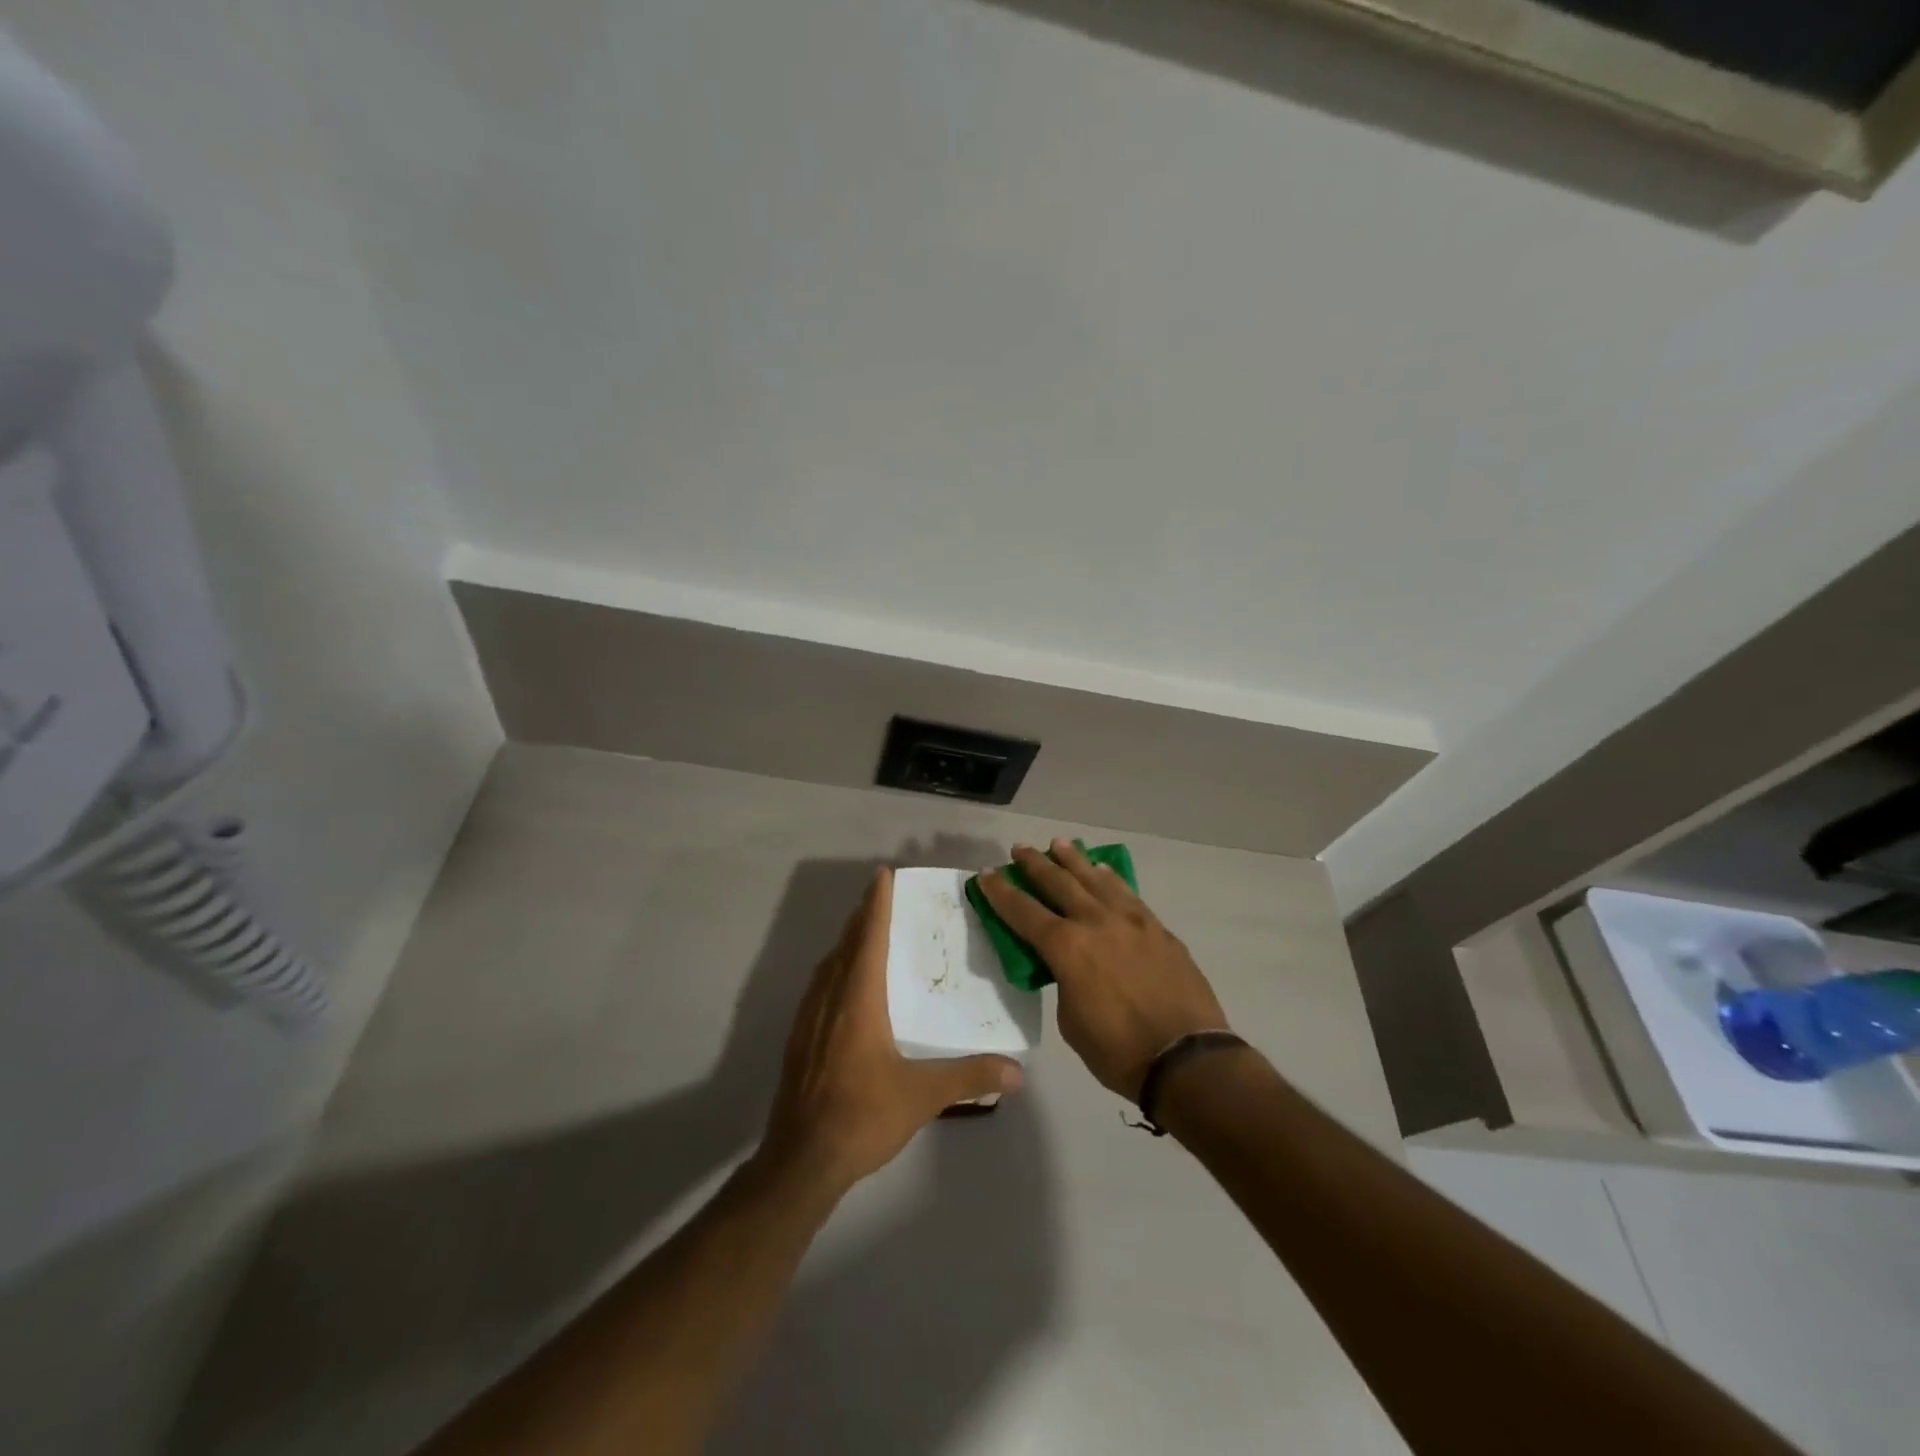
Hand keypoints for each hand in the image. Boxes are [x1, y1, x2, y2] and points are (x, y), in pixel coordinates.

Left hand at [761, 868, 1023, 1191]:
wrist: (801, 1160)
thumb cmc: (862, 1116)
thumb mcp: (922, 1096)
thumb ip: (970, 1076)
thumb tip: (1017, 1072)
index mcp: (858, 1000)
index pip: (868, 938)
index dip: (876, 904)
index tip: (883, 875)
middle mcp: (829, 998)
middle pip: (845, 944)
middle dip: (862, 916)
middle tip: (881, 896)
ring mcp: (808, 1019)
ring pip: (828, 965)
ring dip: (846, 941)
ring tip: (865, 932)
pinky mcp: (798, 1039)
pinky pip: (818, 986)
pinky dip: (834, 968)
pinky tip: (844, 985)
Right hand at [975, 839, 1227, 1101]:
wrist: (1187, 1059)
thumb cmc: (1119, 1052)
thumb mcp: (1071, 1021)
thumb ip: (1064, 982)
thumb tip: (1070, 966)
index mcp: (1066, 947)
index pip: (1023, 911)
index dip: (1001, 892)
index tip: (986, 874)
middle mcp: (1095, 922)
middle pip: (1058, 883)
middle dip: (1035, 864)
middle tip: (1020, 849)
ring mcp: (1130, 921)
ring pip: (1095, 879)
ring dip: (1074, 859)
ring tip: (1059, 844)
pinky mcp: (1157, 928)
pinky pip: (1127, 893)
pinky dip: (1110, 878)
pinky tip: (1103, 870)